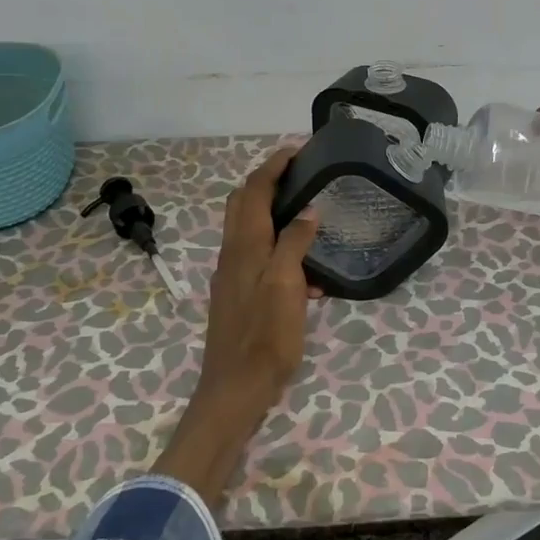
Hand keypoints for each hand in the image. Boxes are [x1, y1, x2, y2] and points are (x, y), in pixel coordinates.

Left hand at [155, 146, 320, 505]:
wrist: (235, 389)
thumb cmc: (265, 337)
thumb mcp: (287, 287)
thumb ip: (294, 244)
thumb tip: (308, 210)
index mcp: (245, 246)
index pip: (254, 191)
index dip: (273, 166)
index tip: (296, 150)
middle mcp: (232, 254)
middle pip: (242, 203)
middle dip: (266, 180)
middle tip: (298, 173)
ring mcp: (232, 275)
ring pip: (248, 228)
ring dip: (270, 210)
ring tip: (305, 210)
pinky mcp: (237, 294)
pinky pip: (256, 254)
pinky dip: (276, 244)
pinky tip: (306, 269)